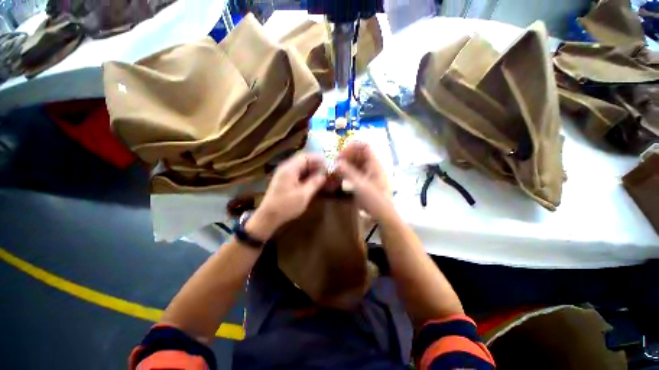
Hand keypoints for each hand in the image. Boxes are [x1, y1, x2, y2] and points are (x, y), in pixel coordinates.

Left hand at [246, 153, 325, 239]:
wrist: (268, 217)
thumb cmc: (286, 205)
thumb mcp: (304, 195)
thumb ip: (314, 183)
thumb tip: (323, 176)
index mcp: (289, 169)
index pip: (305, 157)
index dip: (317, 158)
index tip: (327, 162)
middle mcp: (285, 168)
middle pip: (302, 161)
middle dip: (314, 164)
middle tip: (326, 169)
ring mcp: (283, 174)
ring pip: (299, 167)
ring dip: (310, 169)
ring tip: (321, 174)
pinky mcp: (283, 181)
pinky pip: (296, 173)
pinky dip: (305, 175)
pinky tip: (312, 180)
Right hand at [335, 142, 395, 222]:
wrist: (384, 216)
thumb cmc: (375, 200)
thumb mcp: (361, 186)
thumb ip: (348, 173)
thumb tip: (337, 162)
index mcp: (375, 164)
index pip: (364, 147)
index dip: (352, 147)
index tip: (341, 155)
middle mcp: (372, 167)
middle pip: (359, 154)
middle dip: (347, 156)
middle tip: (336, 163)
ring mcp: (369, 174)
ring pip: (356, 164)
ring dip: (346, 165)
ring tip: (336, 171)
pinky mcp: (365, 182)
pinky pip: (355, 172)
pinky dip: (347, 172)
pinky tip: (340, 178)